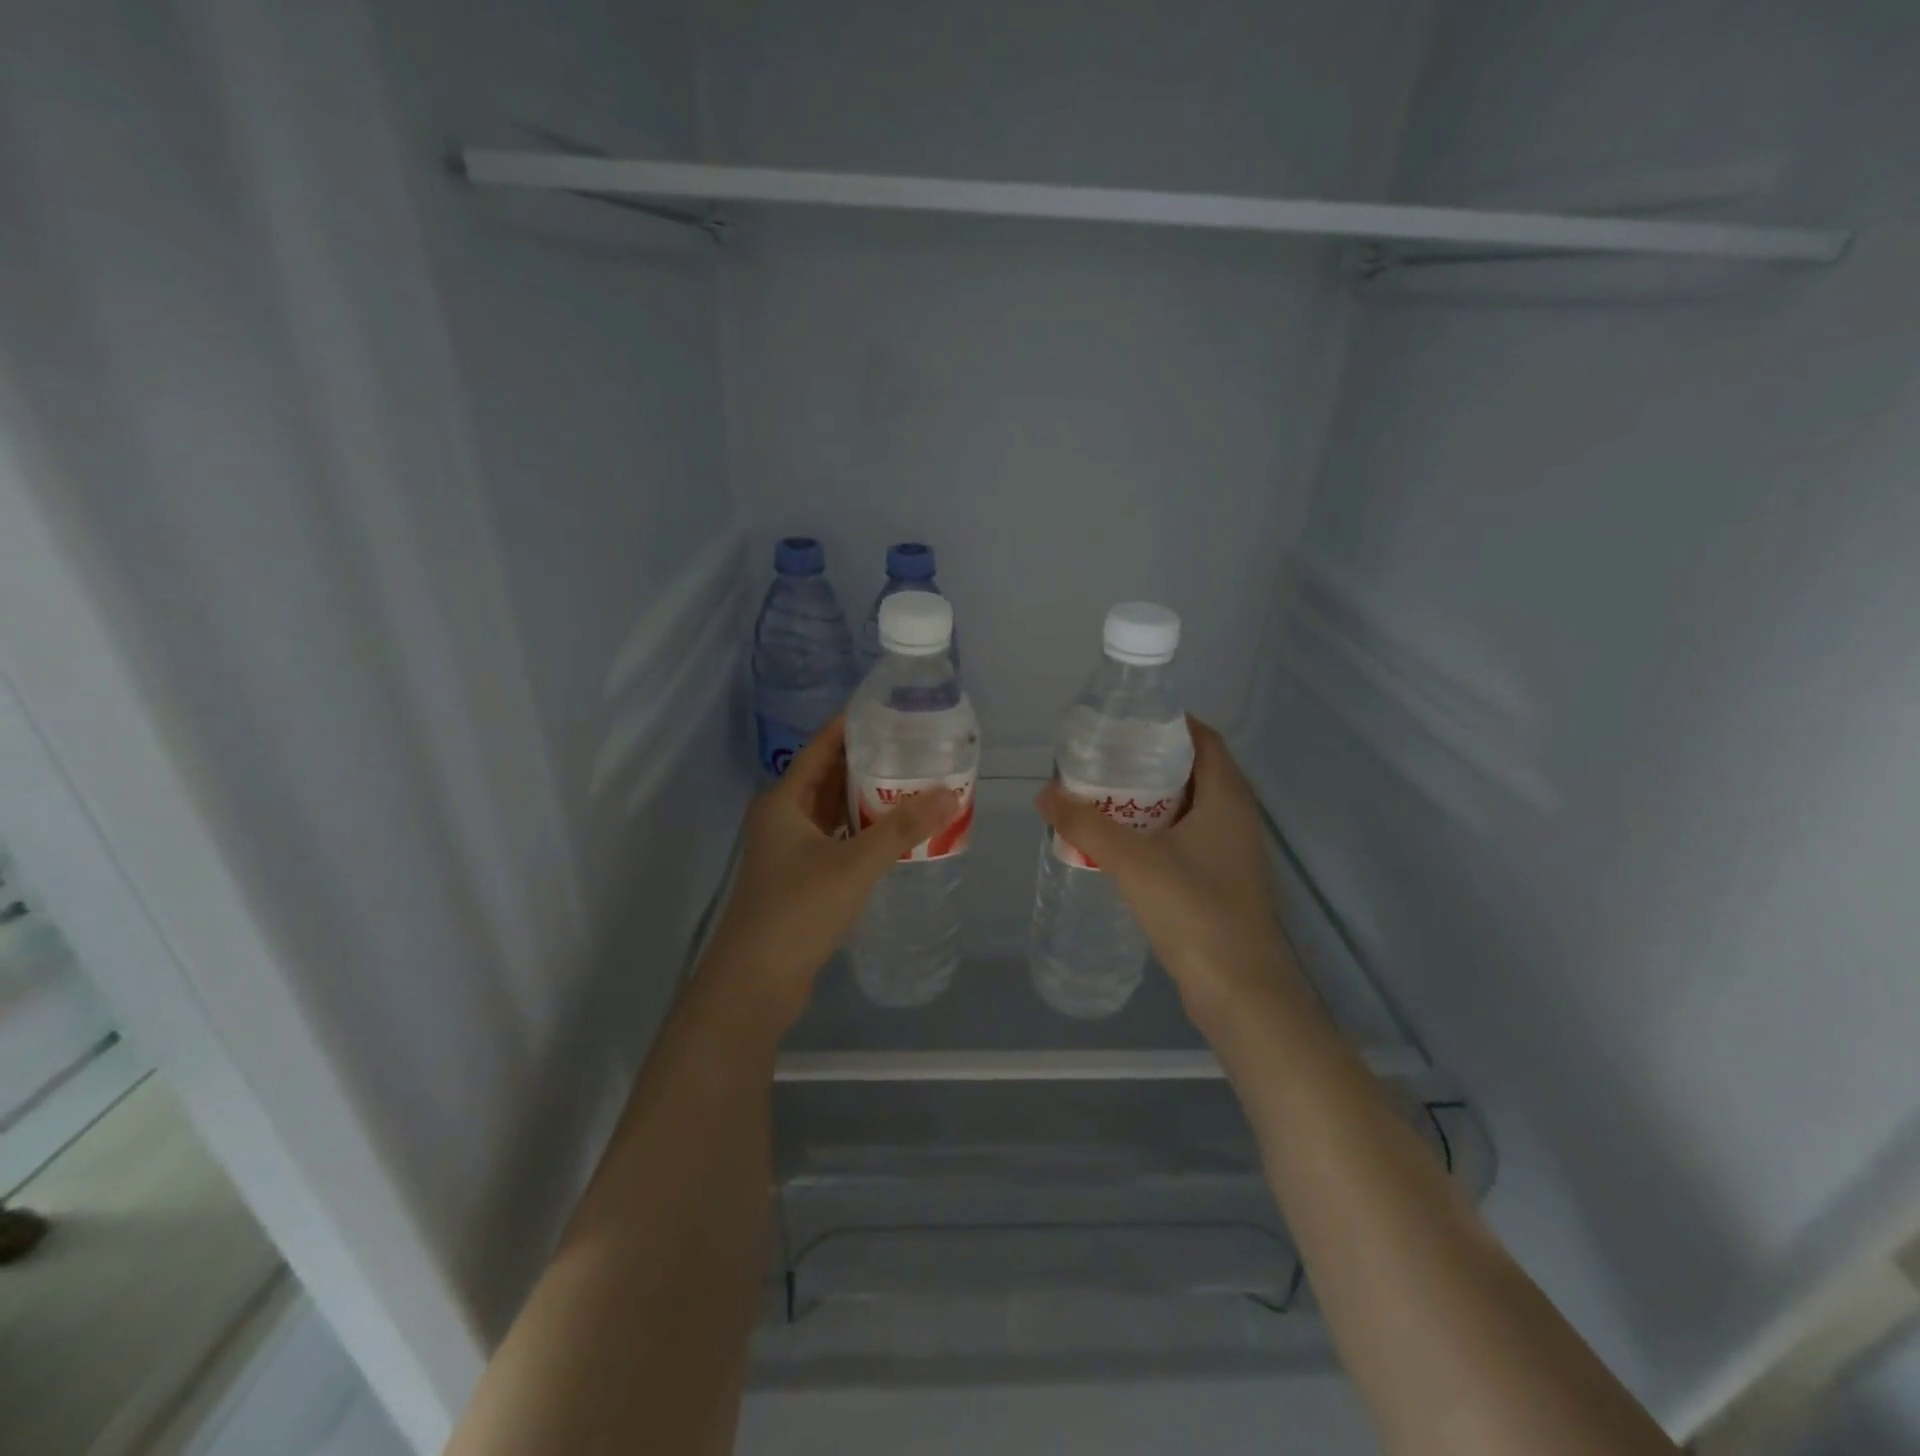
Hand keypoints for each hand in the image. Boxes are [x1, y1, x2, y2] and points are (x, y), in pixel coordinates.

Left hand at [699, 718, 961, 1027]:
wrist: (755, 982)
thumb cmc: (798, 910)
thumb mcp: (854, 865)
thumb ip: (902, 829)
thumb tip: (950, 793)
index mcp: (784, 800)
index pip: (822, 746)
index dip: (855, 725)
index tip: (894, 711)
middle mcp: (783, 816)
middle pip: (829, 775)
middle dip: (870, 761)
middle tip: (915, 748)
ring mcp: (789, 848)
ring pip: (833, 809)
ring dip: (867, 797)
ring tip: (914, 782)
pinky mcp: (800, 876)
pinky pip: (836, 837)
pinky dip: (862, 829)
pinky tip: (894, 830)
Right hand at [1035, 717, 1300, 1025]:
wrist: (1240, 991)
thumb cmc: (1195, 911)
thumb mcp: (1133, 862)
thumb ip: (1087, 825)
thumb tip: (1046, 793)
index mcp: (1227, 797)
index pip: (1203, 738)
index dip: (1167, 724)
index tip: (1123, 723)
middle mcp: (1235, 816)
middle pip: (1193, 770)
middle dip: (1148, 761)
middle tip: (1101, 759)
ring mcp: (1230, 852)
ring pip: (1188, 808)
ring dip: (1149, 800)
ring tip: (1101, 796)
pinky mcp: (1220, 881)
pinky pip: (1185, 839)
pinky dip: (1155, 831)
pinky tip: (1120, 844)